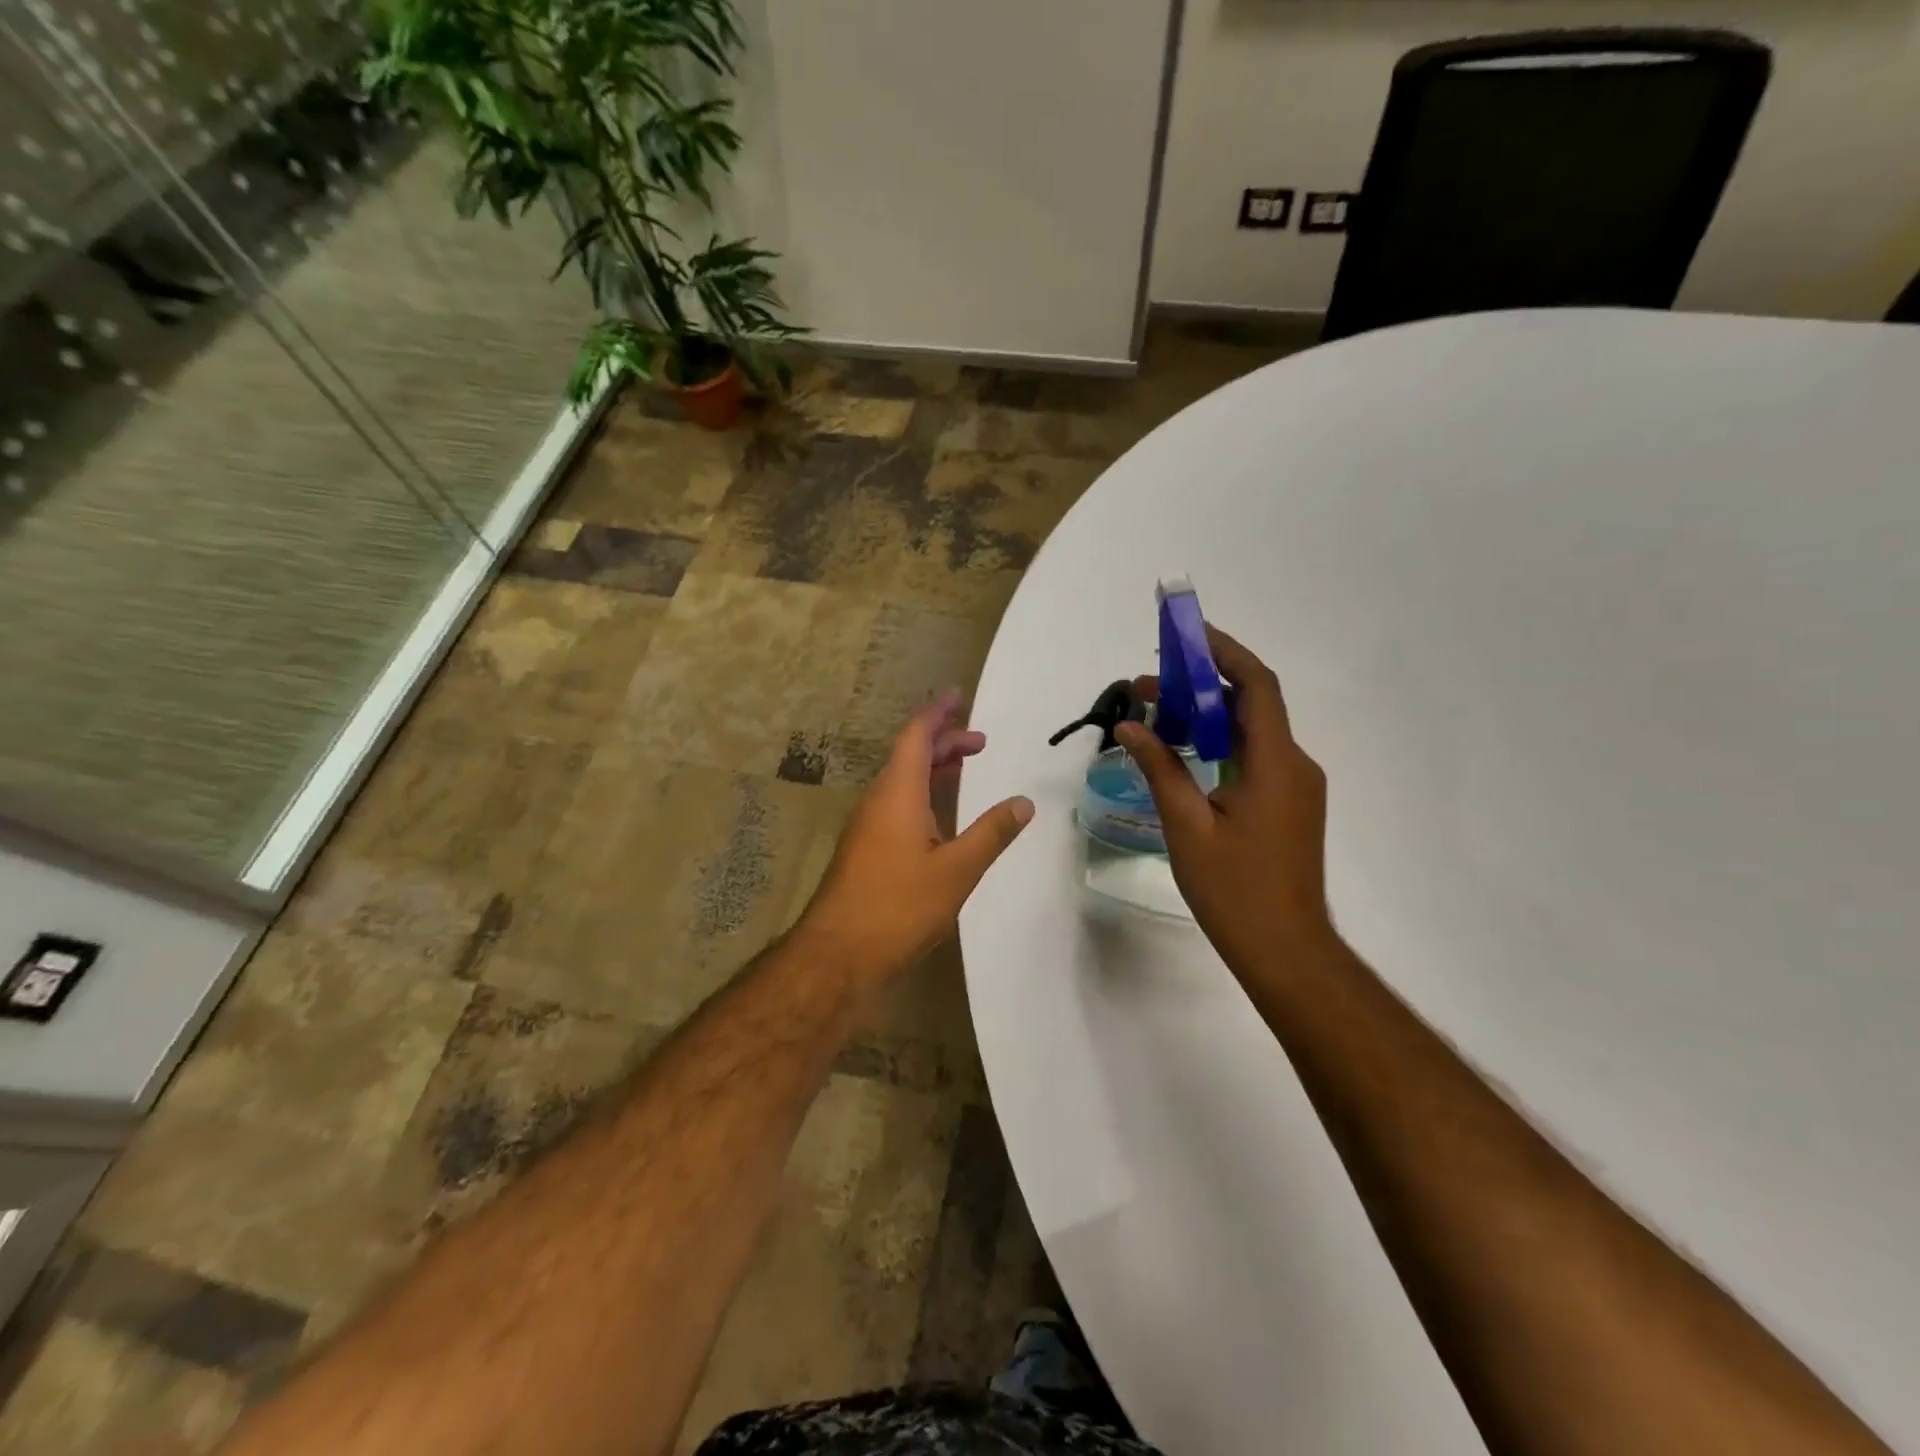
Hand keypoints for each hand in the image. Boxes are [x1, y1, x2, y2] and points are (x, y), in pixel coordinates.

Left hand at [800, 691, 1033, 982]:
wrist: (837, 955)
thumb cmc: (898, 906)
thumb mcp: (956, 870)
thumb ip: (992, 833)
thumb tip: (1024, 802)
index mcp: (897, 794)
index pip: (917, 736)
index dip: (938, 713)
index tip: (959, 696)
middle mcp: (878, 801)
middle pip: (909, 755)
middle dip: (944, 742)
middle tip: (980, 742)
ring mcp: (866, 826)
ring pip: (901, 781)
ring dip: (932, 769)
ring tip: (964, 767)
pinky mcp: (864, 850)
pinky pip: (895, 804)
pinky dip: (921, 794)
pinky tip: (938, 817)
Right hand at [1116, 625, 1333, 972]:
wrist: (1285, 950)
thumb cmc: (1234, 889)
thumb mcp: (1187, 825)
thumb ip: (1160, 767)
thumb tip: (1130, 725)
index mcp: (1275, 762)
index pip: (1256, 685)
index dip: (1224, 652)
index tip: (1187, 635)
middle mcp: (1295, 764)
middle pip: (1252, 704)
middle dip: (1201, 685)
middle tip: (1148, 684)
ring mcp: (1297, 787)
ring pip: (1253, 732)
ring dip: (1208, 716)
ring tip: (1157, 714)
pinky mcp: (1290, 806)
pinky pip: (1256, 757)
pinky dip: (1221, 743)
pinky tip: (1186, 752)